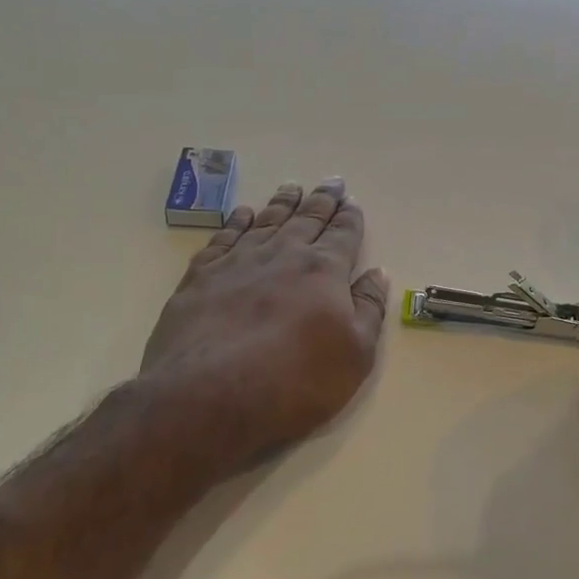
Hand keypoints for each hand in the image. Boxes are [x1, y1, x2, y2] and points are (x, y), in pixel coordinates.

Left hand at [138, 180, 387, 477]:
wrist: (208, 396)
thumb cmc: (295, 381)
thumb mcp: (354, 355)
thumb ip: (369, 310)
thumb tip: (377, 274)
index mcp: (324, 271)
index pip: (343, 235)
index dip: (350, 218)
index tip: (352, 202)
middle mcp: (283, 255)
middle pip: (307, 219)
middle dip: (322, 200)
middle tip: (331, 182)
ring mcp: (238, 262)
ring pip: (267, 221)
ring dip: (283, 203)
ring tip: (292, 187)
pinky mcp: (201, 276)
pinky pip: (224, 236)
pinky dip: (236, 221)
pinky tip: (243, 214)